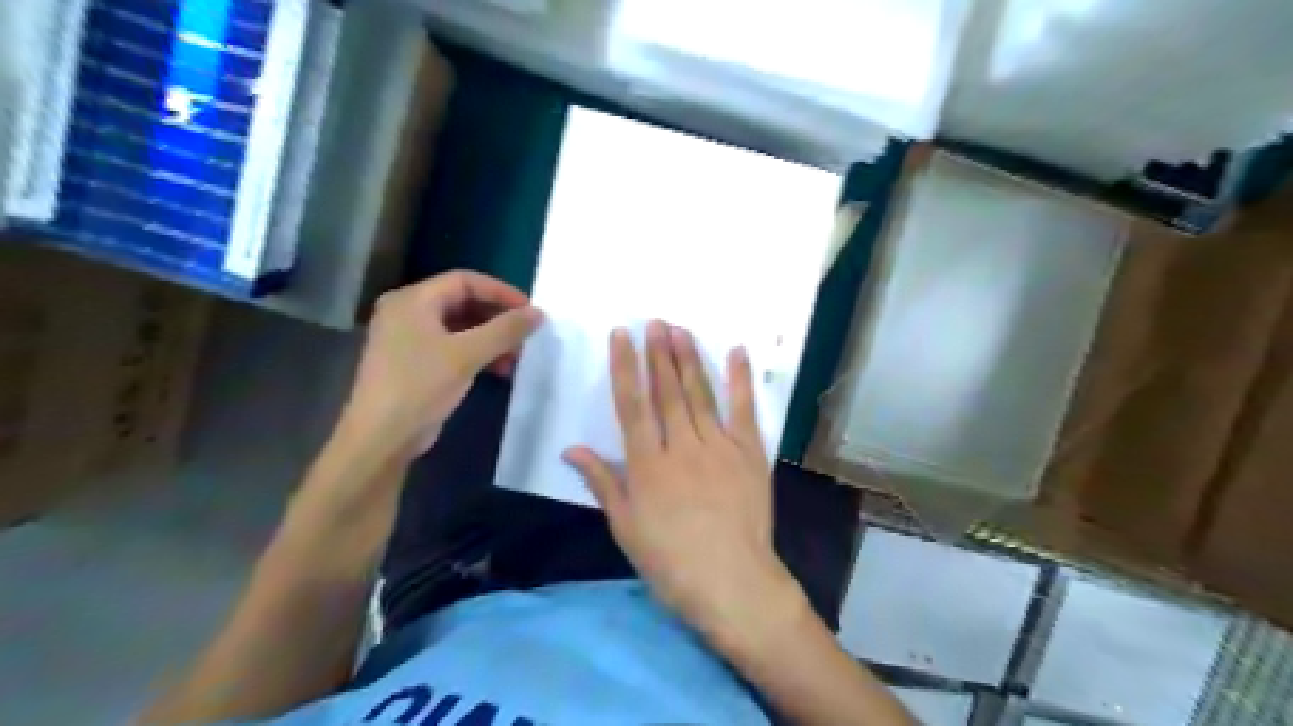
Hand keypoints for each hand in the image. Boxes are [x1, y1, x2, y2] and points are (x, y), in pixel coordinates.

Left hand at [335, 273, 539, 465]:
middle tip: (526, 334)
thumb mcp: (467, 355)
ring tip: (517, 357)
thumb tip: (538, 313)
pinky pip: (453, 347)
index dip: (500, 292)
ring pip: (460, 327)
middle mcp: (407, 313)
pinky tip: (500, 370)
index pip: (464, 281)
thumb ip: (505, 330)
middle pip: (463, 302)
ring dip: (491, 339)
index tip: (529, 310)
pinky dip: (478, 354)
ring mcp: (409, 339)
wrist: (381, 439)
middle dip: (498, 318)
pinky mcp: (414, 364)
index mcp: (412, 300)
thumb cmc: (420, 386)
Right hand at [564, 324, 797, 641]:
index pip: (632, 405)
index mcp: (648, 465)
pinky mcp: (750, 454)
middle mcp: (682, 447)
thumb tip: (571, 450)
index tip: (622, 336)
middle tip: (655, 322)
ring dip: (689, 360)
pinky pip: (744, 411)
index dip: (626, 368)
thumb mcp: (626, 527)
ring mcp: (719, 447)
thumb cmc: (671, 562)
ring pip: (700, 395)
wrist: (732, 582)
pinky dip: (740, 381)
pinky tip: (737, 353)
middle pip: (667, 392)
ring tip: (680, 331)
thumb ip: (603, 483)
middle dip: (659, 354)